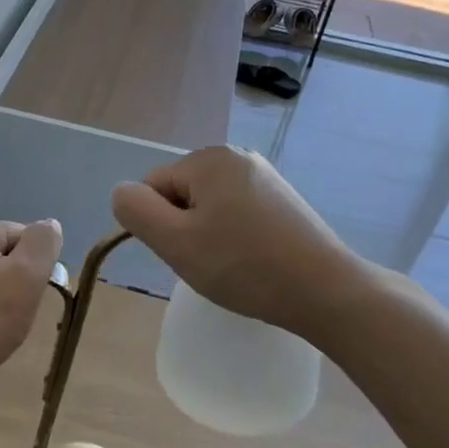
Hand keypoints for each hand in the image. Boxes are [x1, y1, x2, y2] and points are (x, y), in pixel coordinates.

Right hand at [111, 147, 354, 336]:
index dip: (158, 225)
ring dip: (208, 236)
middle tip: (208, 263)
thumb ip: (136, 211)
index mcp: (208, 159)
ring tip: (232, 266)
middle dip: (184, 229)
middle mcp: (237, 157)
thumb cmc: (244, 265)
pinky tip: (253, 262)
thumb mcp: (175, 242)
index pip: (153, 186)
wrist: (326, 291)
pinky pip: (237, 214)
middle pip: (182, 194)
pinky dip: (235, 238)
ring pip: (209, 207)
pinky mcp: (284, 200)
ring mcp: (265, 177)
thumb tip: (122, 192)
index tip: (185, 254)